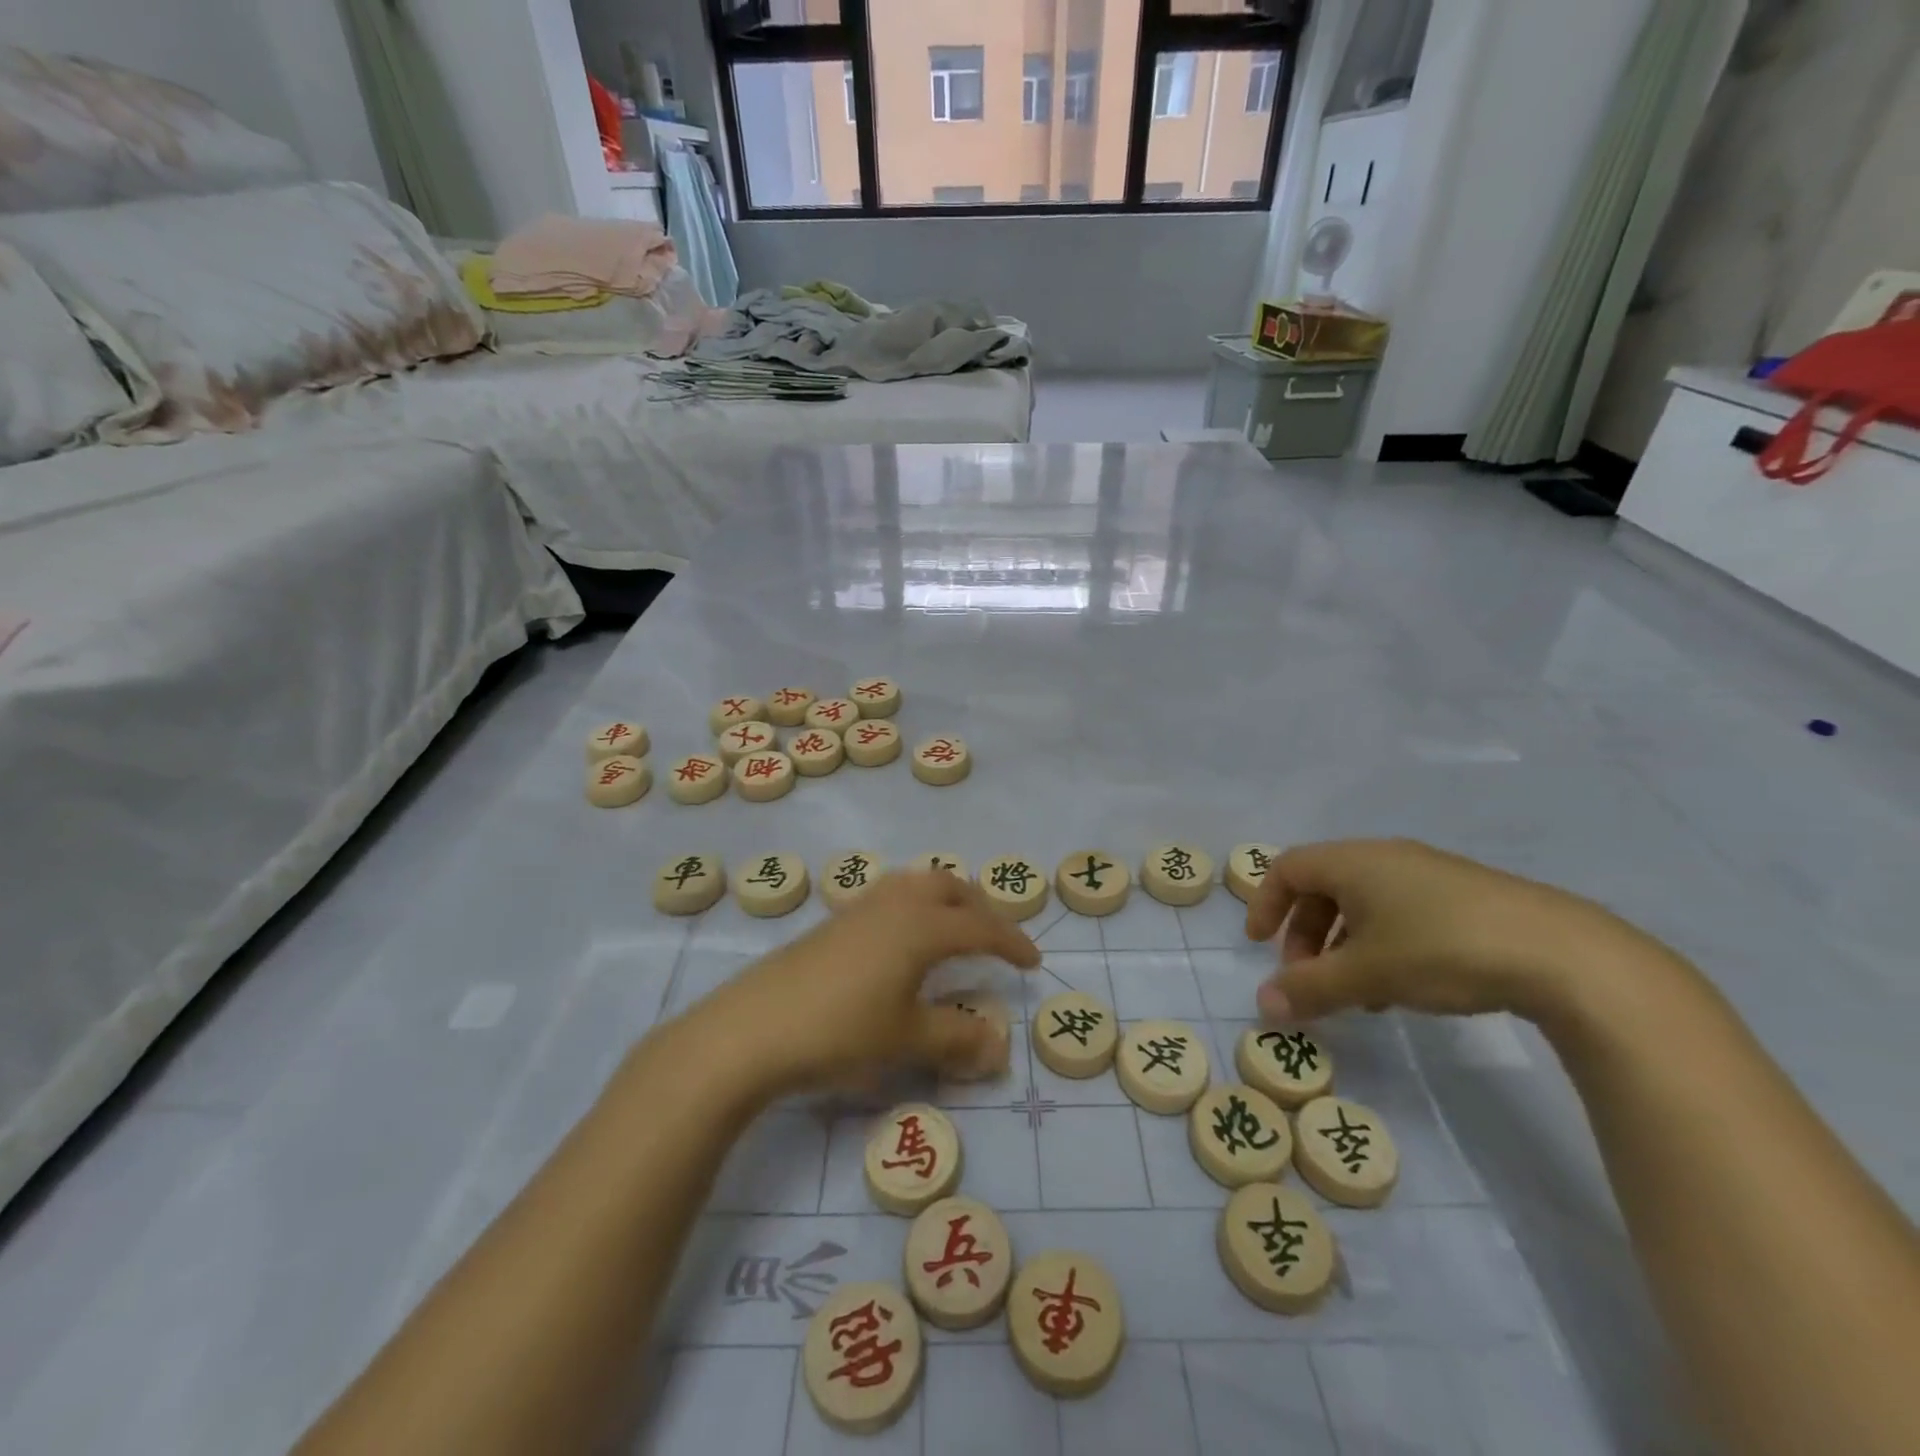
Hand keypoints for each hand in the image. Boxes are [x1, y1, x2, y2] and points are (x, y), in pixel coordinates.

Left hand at [694, 871, 1040, 1093]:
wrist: (753, 1028)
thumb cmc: (840, 1031)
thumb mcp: (906, 1040)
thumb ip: (957, 1039)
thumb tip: (998, 1044)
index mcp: (921, 926)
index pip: (980, 926)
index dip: (1011, 942)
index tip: (1033, 963)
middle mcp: (894, 904)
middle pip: (948, 886)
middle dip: (979, 906)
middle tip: (994, 937)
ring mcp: (859, 908)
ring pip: (915, 884)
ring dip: (944, 900)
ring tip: (952, 931)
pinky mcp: (833, 922)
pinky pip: (889, 896)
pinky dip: (913, 907)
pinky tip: (901, 943)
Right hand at [1244, 838, 1677, 1027]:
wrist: (1565, 956)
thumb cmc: (1442, 950)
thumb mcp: (1367, 974)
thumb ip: (1309, 988)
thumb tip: (1262, 1006)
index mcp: (1354, 861)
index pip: (1286, 868)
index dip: (1265, 904)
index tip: (1258, 945)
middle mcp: (1386, 857)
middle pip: (1323, 886)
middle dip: (1305, 933)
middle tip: (1308, 977)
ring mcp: (1429, 874)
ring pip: (1364, 903)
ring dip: (1344, 945)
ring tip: (1358, 993)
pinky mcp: (1467, 897)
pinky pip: (1401, 912)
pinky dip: (1382, 944)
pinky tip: (1404, 988)